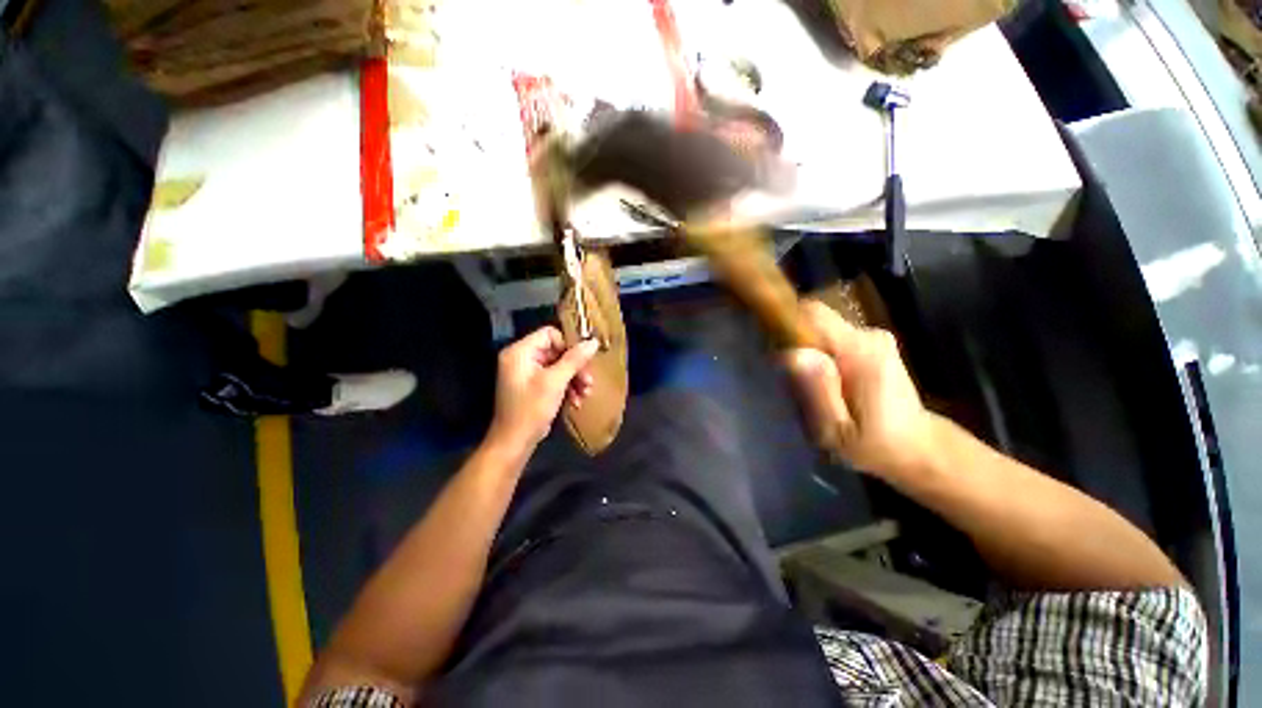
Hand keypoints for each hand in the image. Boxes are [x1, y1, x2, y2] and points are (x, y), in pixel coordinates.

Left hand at [488, 327, 599, 453]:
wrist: (514, 443)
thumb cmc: (532, 409)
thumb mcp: (555, 382)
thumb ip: (574, 360)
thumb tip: (593, 342)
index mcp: (520, 352)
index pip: (550, 334)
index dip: (568, 346)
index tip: (583, 361)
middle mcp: (522, 359)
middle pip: (556, 351)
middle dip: (575, 367)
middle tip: (589, 381)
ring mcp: (527, 373)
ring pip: (558, 366)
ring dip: (574, 379)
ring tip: (585, 394)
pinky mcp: (532, 387)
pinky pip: (554, 379)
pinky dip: (566, 387)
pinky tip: (576, 401)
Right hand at [781, 300, 933, 477]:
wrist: (917, 446)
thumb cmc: (873, 446)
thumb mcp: (836, 429)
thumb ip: (817, 391)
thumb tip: (792, 354)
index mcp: (861, 354)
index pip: (814, 315)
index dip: (786, 326)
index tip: (773, 352)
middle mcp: (869, 336)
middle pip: (815, 319)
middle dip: (795, 340)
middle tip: (788, 375)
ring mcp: (873, 337)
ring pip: (822, 328)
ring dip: (806, 348)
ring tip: (806, 382)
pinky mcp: (872, 343)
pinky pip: (832, 336)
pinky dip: (819, 351)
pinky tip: (822, 379)